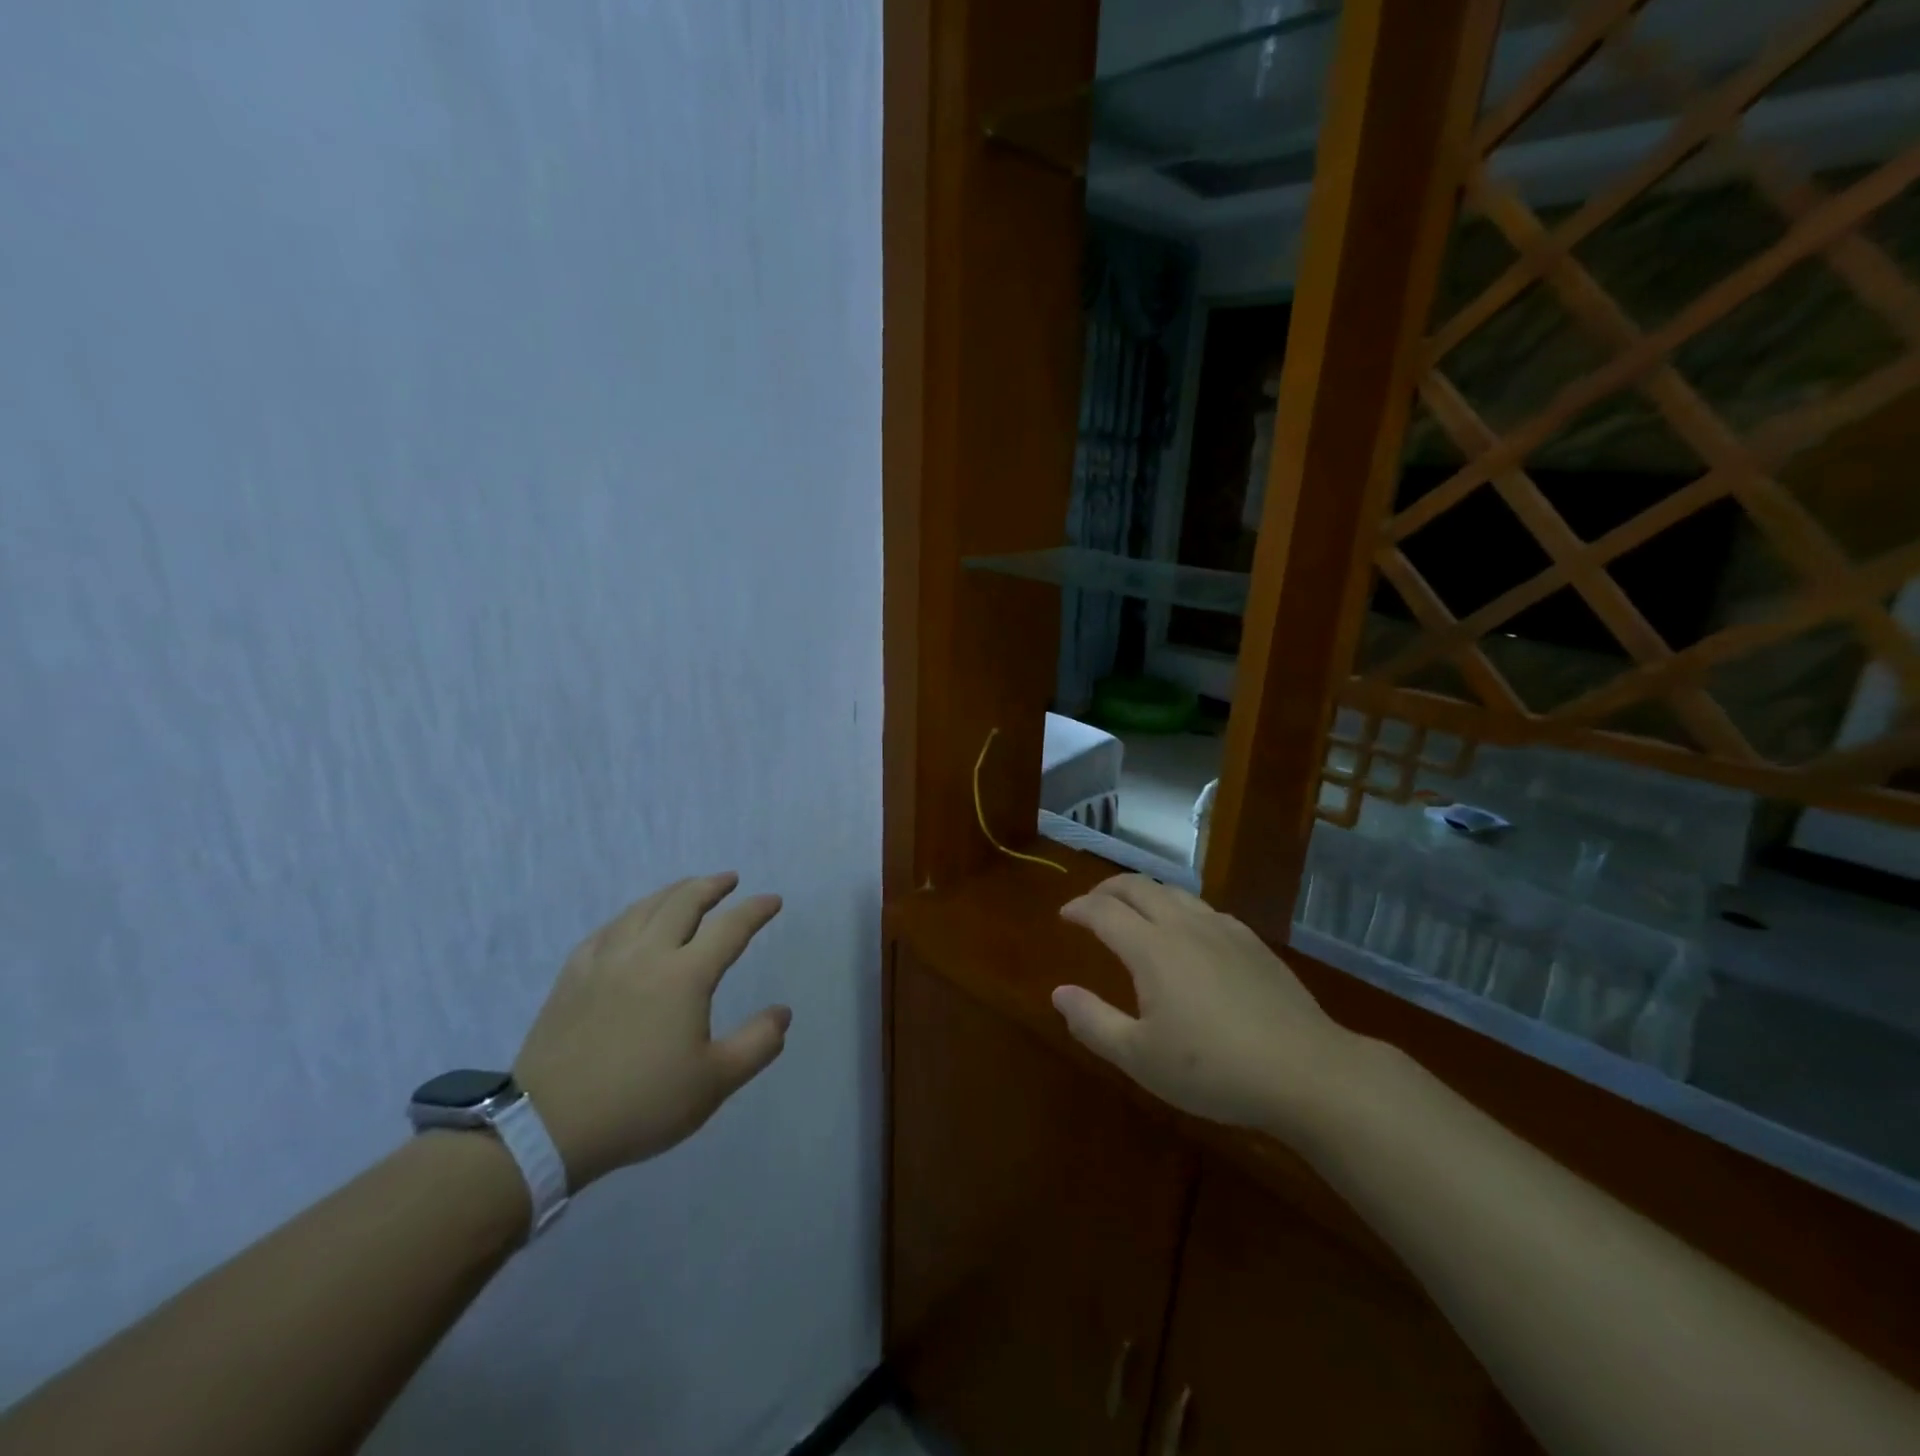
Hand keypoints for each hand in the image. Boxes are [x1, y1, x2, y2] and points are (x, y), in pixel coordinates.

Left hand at [515, 873, 790, 1187]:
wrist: (548, 1127)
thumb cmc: (641, 1104)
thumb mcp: (714, 1083)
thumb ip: (757, 1044)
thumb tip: (783, 1013)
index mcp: (685, 976)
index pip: (730, 928)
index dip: (755, 910)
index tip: (773, 900)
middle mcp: (647, 955)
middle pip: (683, 903)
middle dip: (712, 886)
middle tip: (730, 880)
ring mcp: (605, 961)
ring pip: (643, 908)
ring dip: (672, 892)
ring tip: (687, 888)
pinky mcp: (573, 976)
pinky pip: (607, 929)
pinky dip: (630, 915)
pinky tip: (631, 921)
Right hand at [1053, 874, 1366, 1144]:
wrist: (1307, 1072)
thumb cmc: (1215, 1069)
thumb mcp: (1140, 1058)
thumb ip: (1093, 1022)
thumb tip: (1058, 993)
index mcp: (1151, 948)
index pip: (1103, 911)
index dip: (1079, 908)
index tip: (1064, 915)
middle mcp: (1184, 925)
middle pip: (1137, 887)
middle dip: (1107, 889)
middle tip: (1091, 904)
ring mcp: (1223, 929)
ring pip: (1173, 892)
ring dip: (1143, 893)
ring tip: (1133, 911)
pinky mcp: (1252, 942)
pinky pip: (1204, 908)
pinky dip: (1179, 908)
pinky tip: (1187, 932)